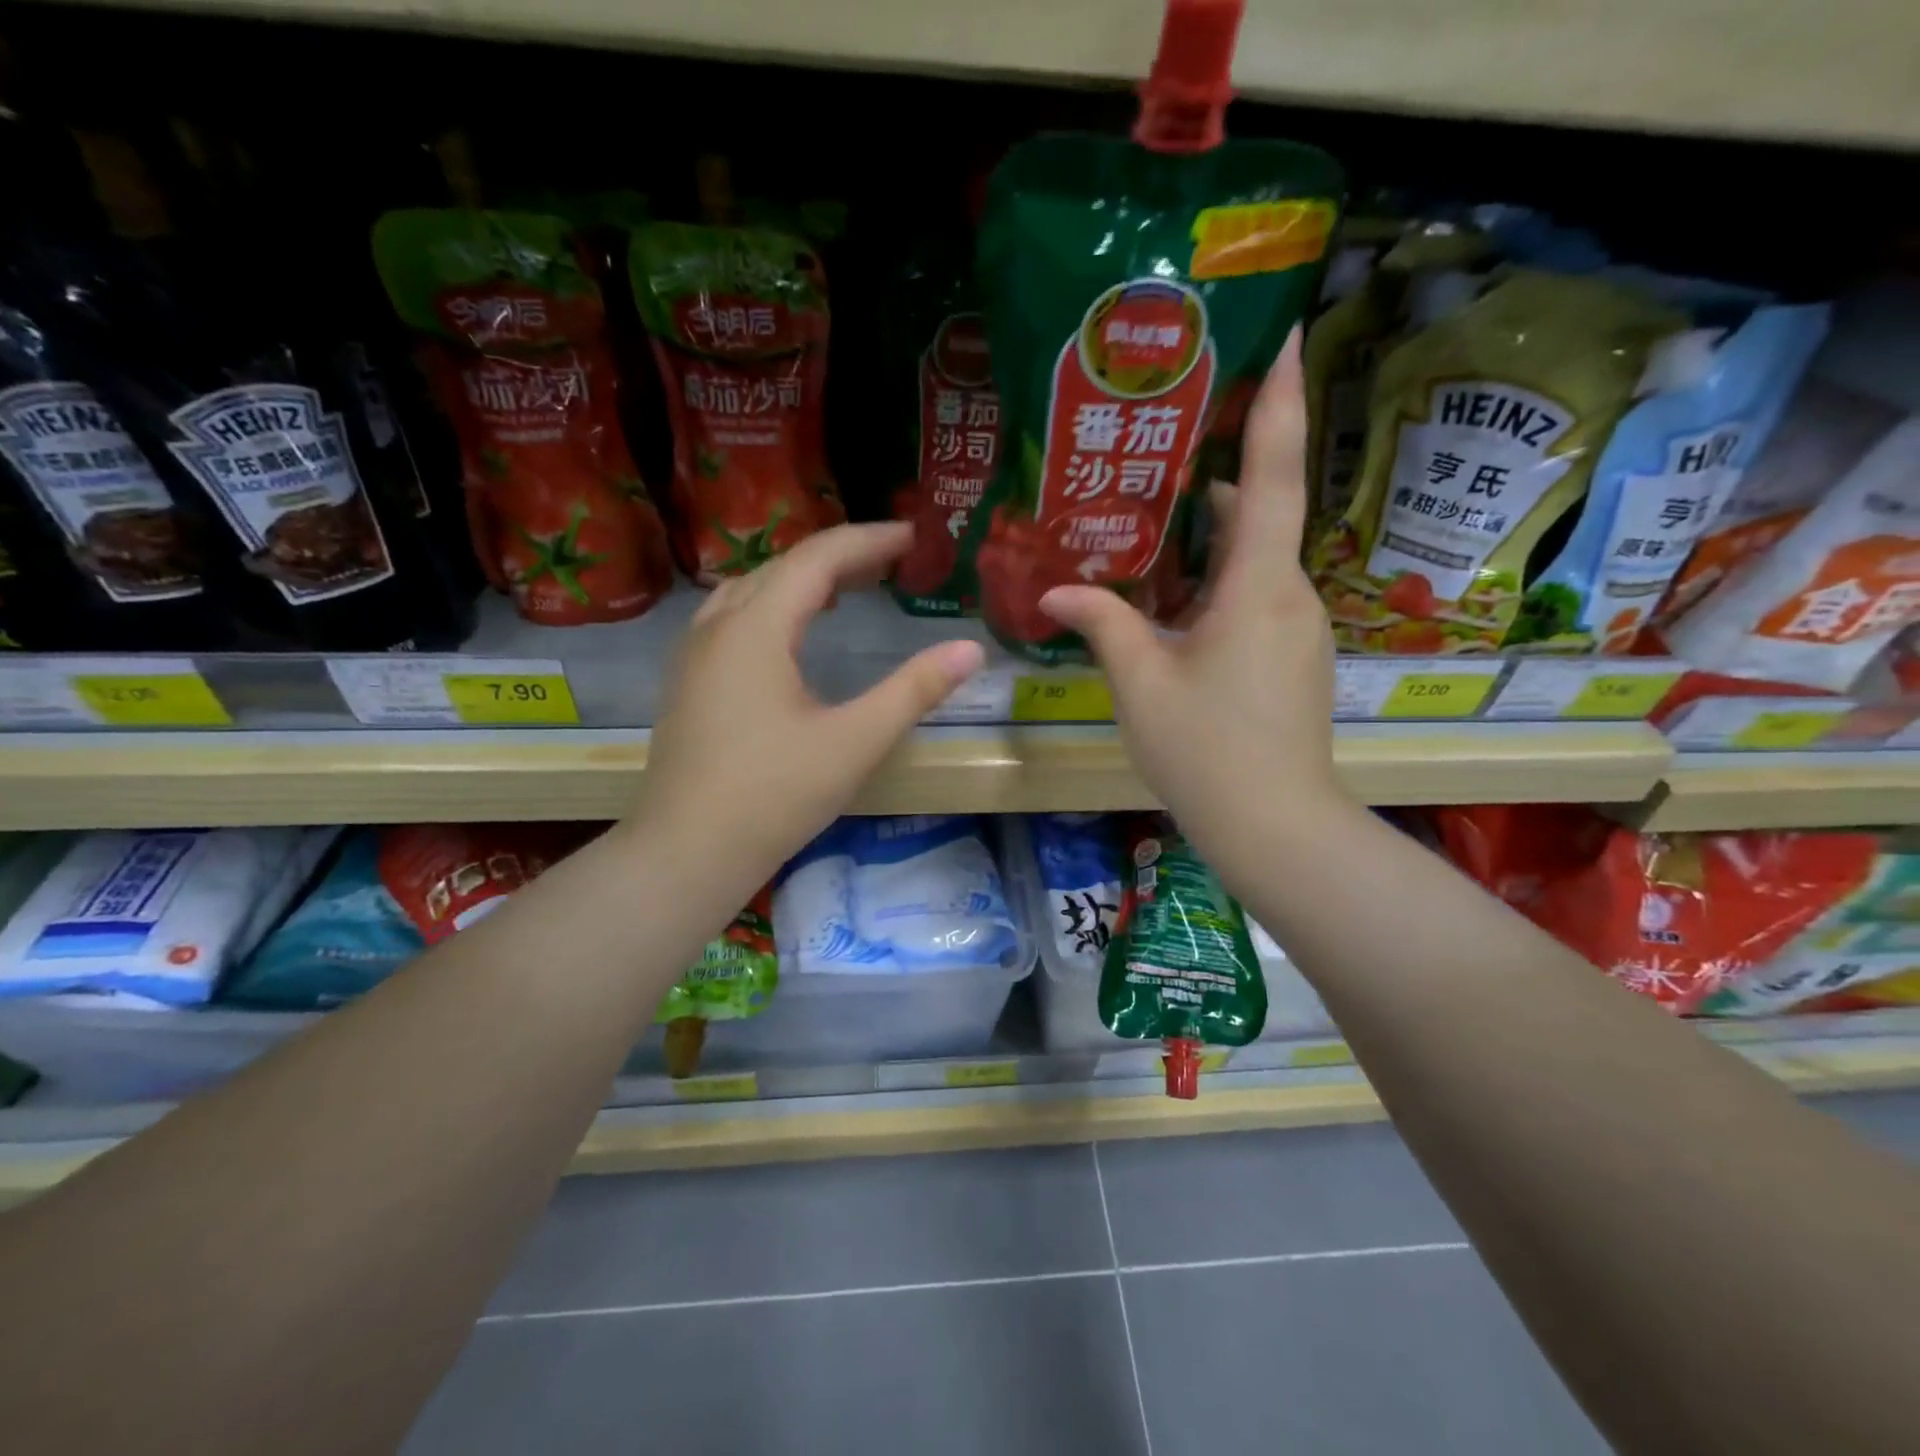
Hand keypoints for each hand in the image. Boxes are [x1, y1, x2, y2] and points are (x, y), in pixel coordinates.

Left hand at [634, 523, 983, 902]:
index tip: (912, 536)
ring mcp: (694, 653)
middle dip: (841, 556)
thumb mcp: (855, 742)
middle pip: (783, 566)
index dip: (868, 541)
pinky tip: (792, 633)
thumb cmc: (774, 796)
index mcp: (757, 628)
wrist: (687, 852)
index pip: (818, 558)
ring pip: (753, 589)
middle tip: (892, 560)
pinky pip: (735, 617)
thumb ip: (915, 690)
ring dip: (803, 578)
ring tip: (849, 587)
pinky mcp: (688, 680)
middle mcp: (718, 626)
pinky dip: (775, 605)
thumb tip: (970, 649)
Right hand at [1038, 329, 1347, 862]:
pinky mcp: (1295, 658)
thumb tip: (1056, 591)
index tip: (1290, 338)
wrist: (1274, 825)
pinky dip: (1222, 583)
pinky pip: (1258, 599)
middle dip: (1224, 476)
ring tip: (1158, 521)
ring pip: (1257, 562)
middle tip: (1174, 444)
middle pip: (1262, 516)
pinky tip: (1175, 602)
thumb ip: (1103, 624)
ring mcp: (1300, 629)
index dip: (1281, 405)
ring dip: (1215, 538)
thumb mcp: (1141, 683)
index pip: (1274, 478)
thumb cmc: (1205, 750)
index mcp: (1258, 588)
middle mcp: (1290, 595)